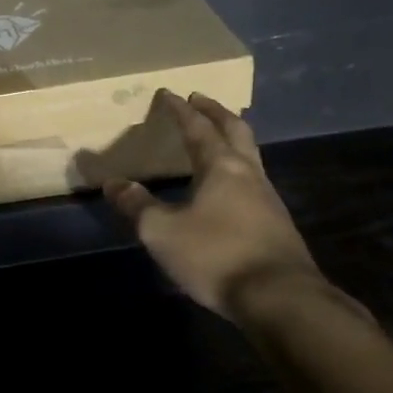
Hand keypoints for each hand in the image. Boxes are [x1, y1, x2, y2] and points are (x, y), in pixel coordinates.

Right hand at [104, 90, 324, 317]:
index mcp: (221, 167)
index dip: (181, 110)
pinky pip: (255, 181)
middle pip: (236, 131)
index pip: (198, 128)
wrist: (280, 299)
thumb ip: (136, 205)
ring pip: (250, 155)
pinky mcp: (277, 224)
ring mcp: (268, 199)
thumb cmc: (216, 255)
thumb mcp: (162, 232)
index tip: (169, 93)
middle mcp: (249, 174)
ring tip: (216, 138)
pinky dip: (238, 169)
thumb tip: (113, 183)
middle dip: (215, 112)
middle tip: (200, 99)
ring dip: (232, 139)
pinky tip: (230, 187)